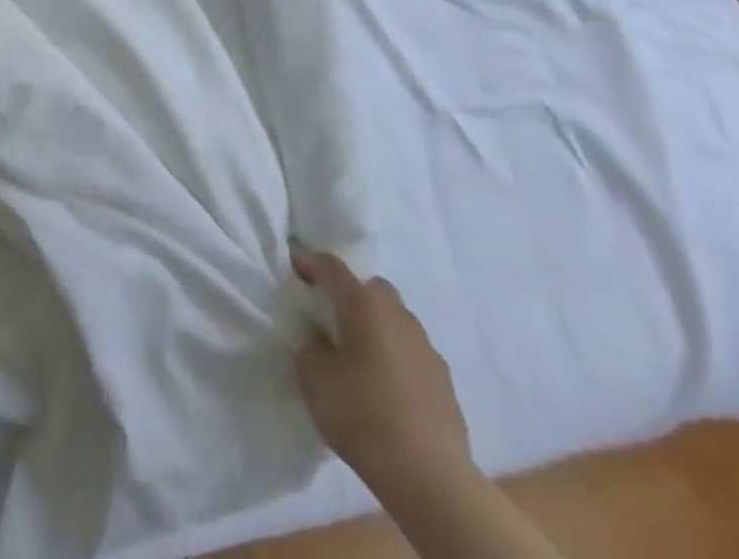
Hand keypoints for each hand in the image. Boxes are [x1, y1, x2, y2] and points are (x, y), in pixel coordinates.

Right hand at [291, 249, 471, 484]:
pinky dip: (396, 359)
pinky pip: (412, 354)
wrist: (429, 476)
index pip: (332, 268)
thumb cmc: (362, 414)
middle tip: (331, 318)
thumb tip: (319, 340)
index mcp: (364, 304)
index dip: (310, 263)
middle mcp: (398, 314)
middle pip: (371, 289)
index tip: (294, 266)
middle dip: (351, 295)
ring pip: (395, 321)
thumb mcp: (313, 377)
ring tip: (359, 358)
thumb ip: (310, 347)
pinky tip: (386, 389)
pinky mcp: (445, 382)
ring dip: (377, 328)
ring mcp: (426, 348)